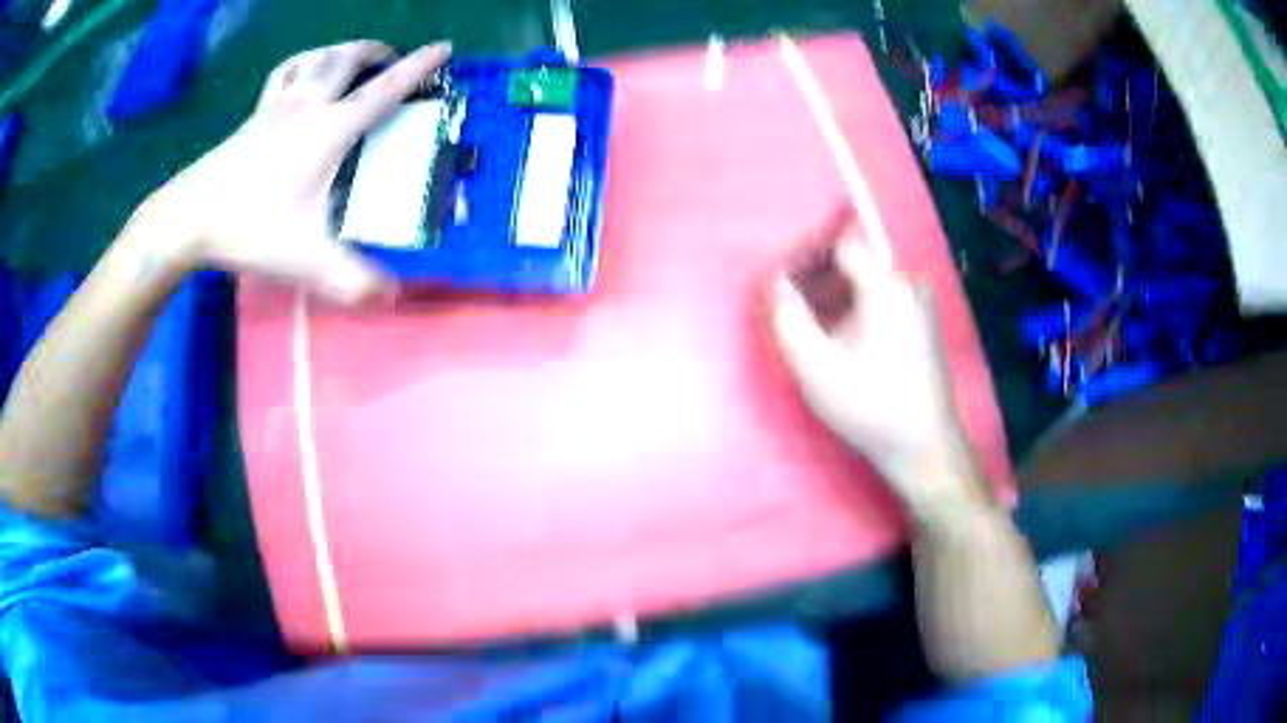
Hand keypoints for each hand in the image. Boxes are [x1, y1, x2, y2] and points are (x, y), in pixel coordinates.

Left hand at [137, 40, 451, 303]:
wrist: (190, 217)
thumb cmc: (250, 227)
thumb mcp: (306, 259)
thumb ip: (352, 280)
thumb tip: (392, 297)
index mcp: (329, 129)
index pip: (384, 90)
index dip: (419, 67)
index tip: (444, 47)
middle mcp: (308, 106)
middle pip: (347, 58)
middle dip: (376, 50)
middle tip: (392, 58)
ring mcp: (277, 106)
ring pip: (316, 57)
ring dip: (340, 50)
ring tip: (351, 58)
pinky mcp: (253, 115)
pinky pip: (284, 73)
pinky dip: (302, 64)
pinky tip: (302, 74)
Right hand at [770, 226, 982, 508]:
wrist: (924, 448)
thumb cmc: (869, 407)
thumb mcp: (815, 367)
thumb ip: (787, 317)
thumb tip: (775, 281)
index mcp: (886, 287)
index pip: (840, 241)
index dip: (806, 251)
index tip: (781, 276)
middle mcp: (908, 283)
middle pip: (854, 260)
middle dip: (816, 275)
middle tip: (788, 303)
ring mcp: (920, 303)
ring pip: (866, 281)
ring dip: (833, 294)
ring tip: (809, 324)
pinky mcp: (923, 322)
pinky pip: (882, 298)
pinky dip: (855, 308)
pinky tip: (839, 337)